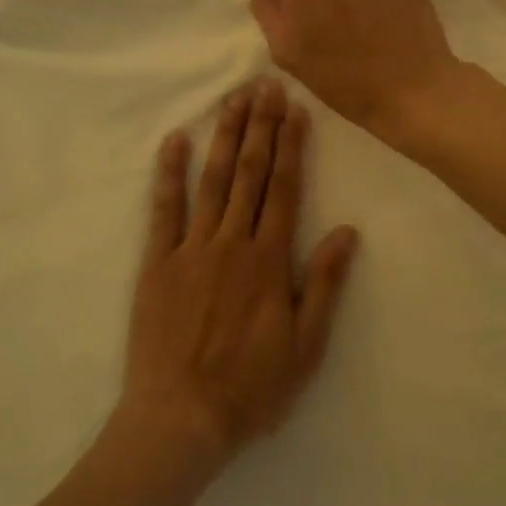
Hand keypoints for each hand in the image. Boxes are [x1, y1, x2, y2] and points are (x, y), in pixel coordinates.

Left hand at [119, 80, 360, 478]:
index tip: (295, 109)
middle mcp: (233, 241)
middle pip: (250, 173)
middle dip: (260, 126)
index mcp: (269, 259)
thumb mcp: (305, 348)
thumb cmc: (250, 388)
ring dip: (225, 136)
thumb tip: (347, 231)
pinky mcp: (158, 261)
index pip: (284, 188)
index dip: (291, 146)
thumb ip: (323, 285)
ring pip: (212, 180)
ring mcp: (192, 247)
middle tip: (266, 85)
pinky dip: (169, 172)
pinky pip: (164, 209)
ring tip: (234, 99)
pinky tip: (175, 139)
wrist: (181, 420)